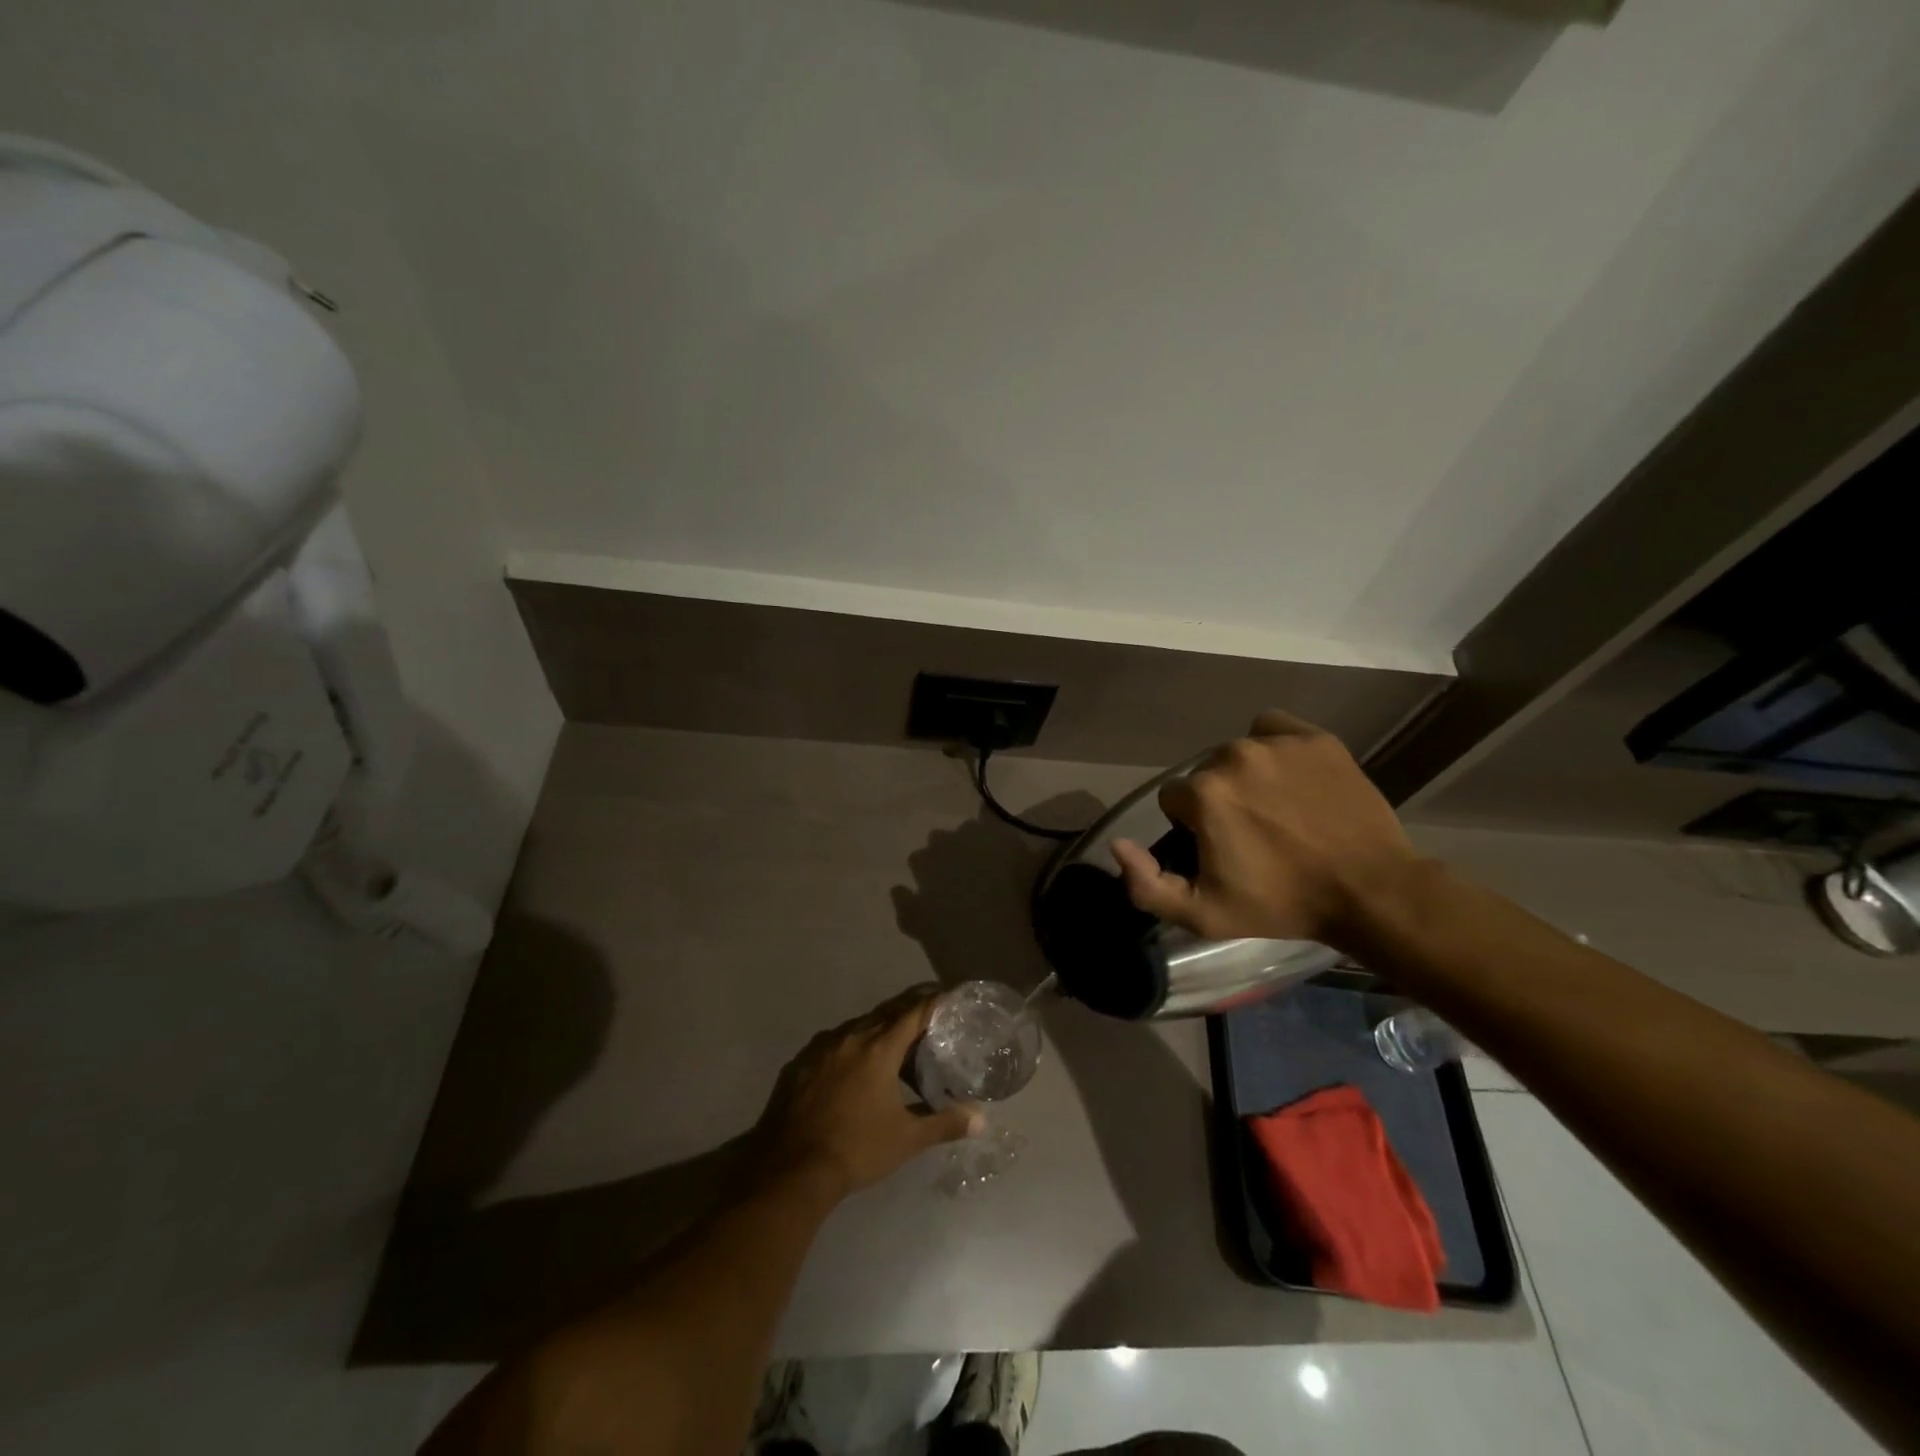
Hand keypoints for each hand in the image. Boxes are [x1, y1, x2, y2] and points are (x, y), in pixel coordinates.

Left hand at [755, 988, 982, 1200]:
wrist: (791, 1170)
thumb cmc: (857, 1149)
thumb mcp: (907, 1139)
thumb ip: (944, 1124)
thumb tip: (981, 1120)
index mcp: (879, 1048)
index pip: (913, 1012)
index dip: (933, 1002)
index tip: (949, 996)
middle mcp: (850, 1038)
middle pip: (885, 1014)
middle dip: (908, 1012)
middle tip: (928, 1018)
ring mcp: (821, 1049)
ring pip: (857, 1028)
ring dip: (878, 1031)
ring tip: (894, 1046)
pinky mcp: (799, 1064)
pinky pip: (833, 1045)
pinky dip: (851, 1048)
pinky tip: (854, 1068)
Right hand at [1111, 709, 1423, 950]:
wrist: (1371, 891)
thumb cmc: (1282, 904)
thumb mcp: (1205, 914)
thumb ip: (1147, 885)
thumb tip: (1117, 845)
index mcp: (1203, 793)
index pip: (1174, 801)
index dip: (1192, 829)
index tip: (1221, 851)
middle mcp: (1233, 755)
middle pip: (1205, 775)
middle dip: (1218, 801)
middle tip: (1253, 836)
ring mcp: (1277, 743)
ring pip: (1238, 753)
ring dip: (1246, 777)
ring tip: (1278, 810)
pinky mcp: (1315, 738)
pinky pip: (1274, 729)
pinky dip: (1274, 747)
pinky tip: (1291, 778)